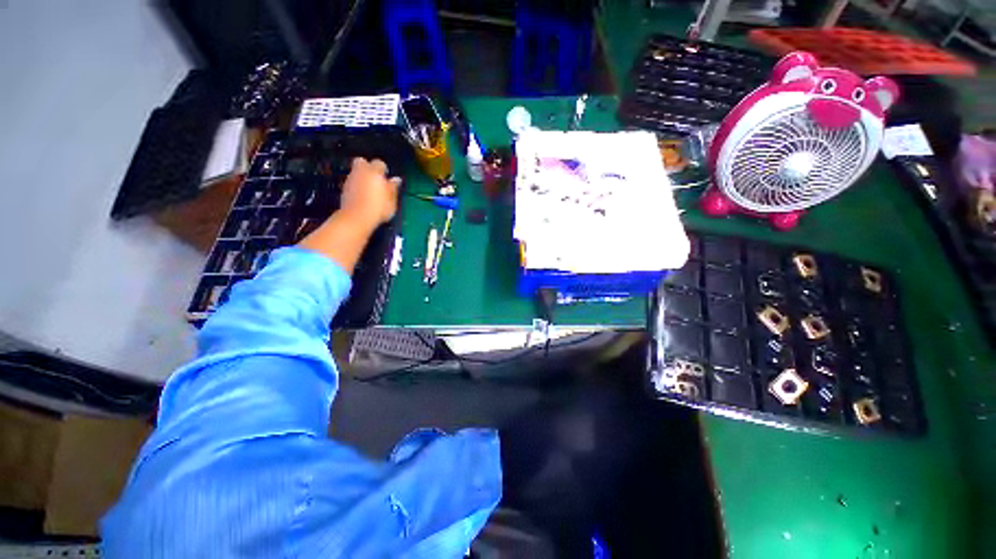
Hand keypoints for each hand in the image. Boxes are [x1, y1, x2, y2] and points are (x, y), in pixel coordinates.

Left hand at [339, 158, 400, 229]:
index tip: (387, 178)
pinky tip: (363, 197)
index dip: (383, 169)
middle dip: (368, 167)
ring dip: (362, 178)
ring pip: (356, 172)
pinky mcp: (344, 189)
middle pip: (362, 162)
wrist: (356, 218)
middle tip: (376, 179)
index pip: (379, 163)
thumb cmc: (378, 208)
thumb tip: (396, 179)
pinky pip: (352, 182)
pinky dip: (357, 186)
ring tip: (370, 190)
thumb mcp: (391, 200)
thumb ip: (393, 188)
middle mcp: (360, 172)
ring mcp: (350, 180)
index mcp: (374, 172)